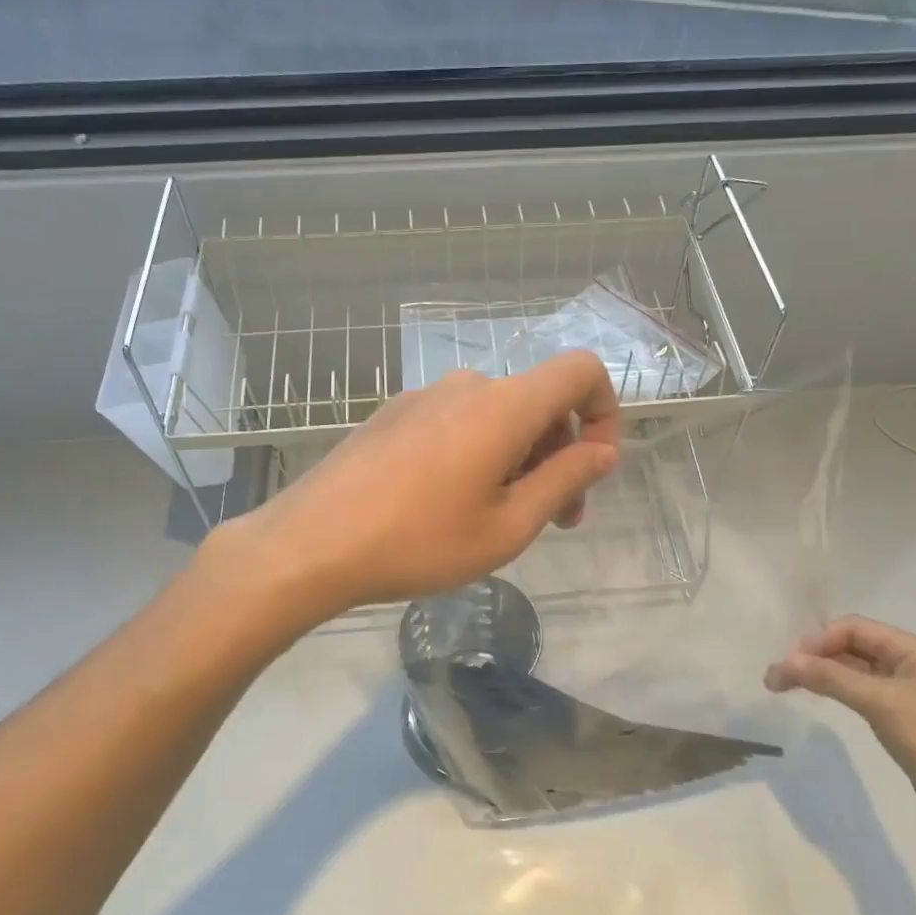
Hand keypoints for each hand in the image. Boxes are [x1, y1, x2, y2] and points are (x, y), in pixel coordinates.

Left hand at [219, 352, 620, 622]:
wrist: (310, 544)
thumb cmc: (419, 542)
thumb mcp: (508, 526)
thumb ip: (565, 481)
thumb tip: (603, 451)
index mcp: (504, 406)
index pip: (581, 370)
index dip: (605, 410)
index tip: (594, 467)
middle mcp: (467, 385)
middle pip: (539, 401)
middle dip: (561, 454)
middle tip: (555, 520)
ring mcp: (424, 396)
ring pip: (498, 415)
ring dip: (520, 459)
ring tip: (499, 519)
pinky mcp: (394, 414)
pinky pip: (458, 422)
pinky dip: (479, 453)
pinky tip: (451, 504)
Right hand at [765, 616, 915, 858]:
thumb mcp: (882, 704)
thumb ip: (832, 678)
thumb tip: (783, 661)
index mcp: (912, 651)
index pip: (853, 628)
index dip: (818, 640)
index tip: (789, 664)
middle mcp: (910, 666)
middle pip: (852, 647)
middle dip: (814, 656)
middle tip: (778, 678)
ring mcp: (907, 695)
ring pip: (854, 672)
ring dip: (822, 674)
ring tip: (786, 687)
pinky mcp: (904, 723)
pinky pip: (862, 696)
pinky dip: (837, 694)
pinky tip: (821, 702)